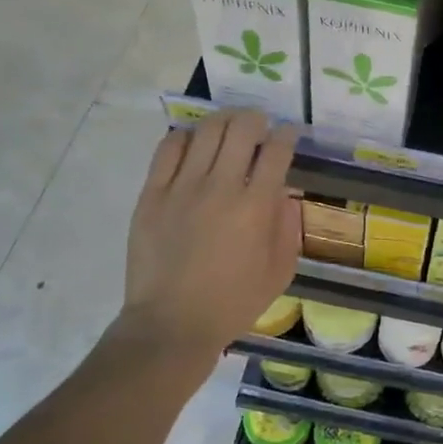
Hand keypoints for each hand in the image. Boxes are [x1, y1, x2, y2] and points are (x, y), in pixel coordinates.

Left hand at [117, 109, 299, 375]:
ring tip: (228, 126)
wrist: (171, 324)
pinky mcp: (152, 194)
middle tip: (260, 125)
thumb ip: (288, 227)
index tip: (289, 133)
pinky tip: (193, 143)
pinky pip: (168, 148)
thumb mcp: (280, 271)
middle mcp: (221, 187)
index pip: (277, 150)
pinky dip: (185, 136)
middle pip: (242, 129)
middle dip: (256, 119)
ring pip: (206, 131)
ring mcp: (183, 187)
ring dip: (224, 121)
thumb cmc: (232, 303)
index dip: (287, 134)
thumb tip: (286, 193)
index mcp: (256, 207)